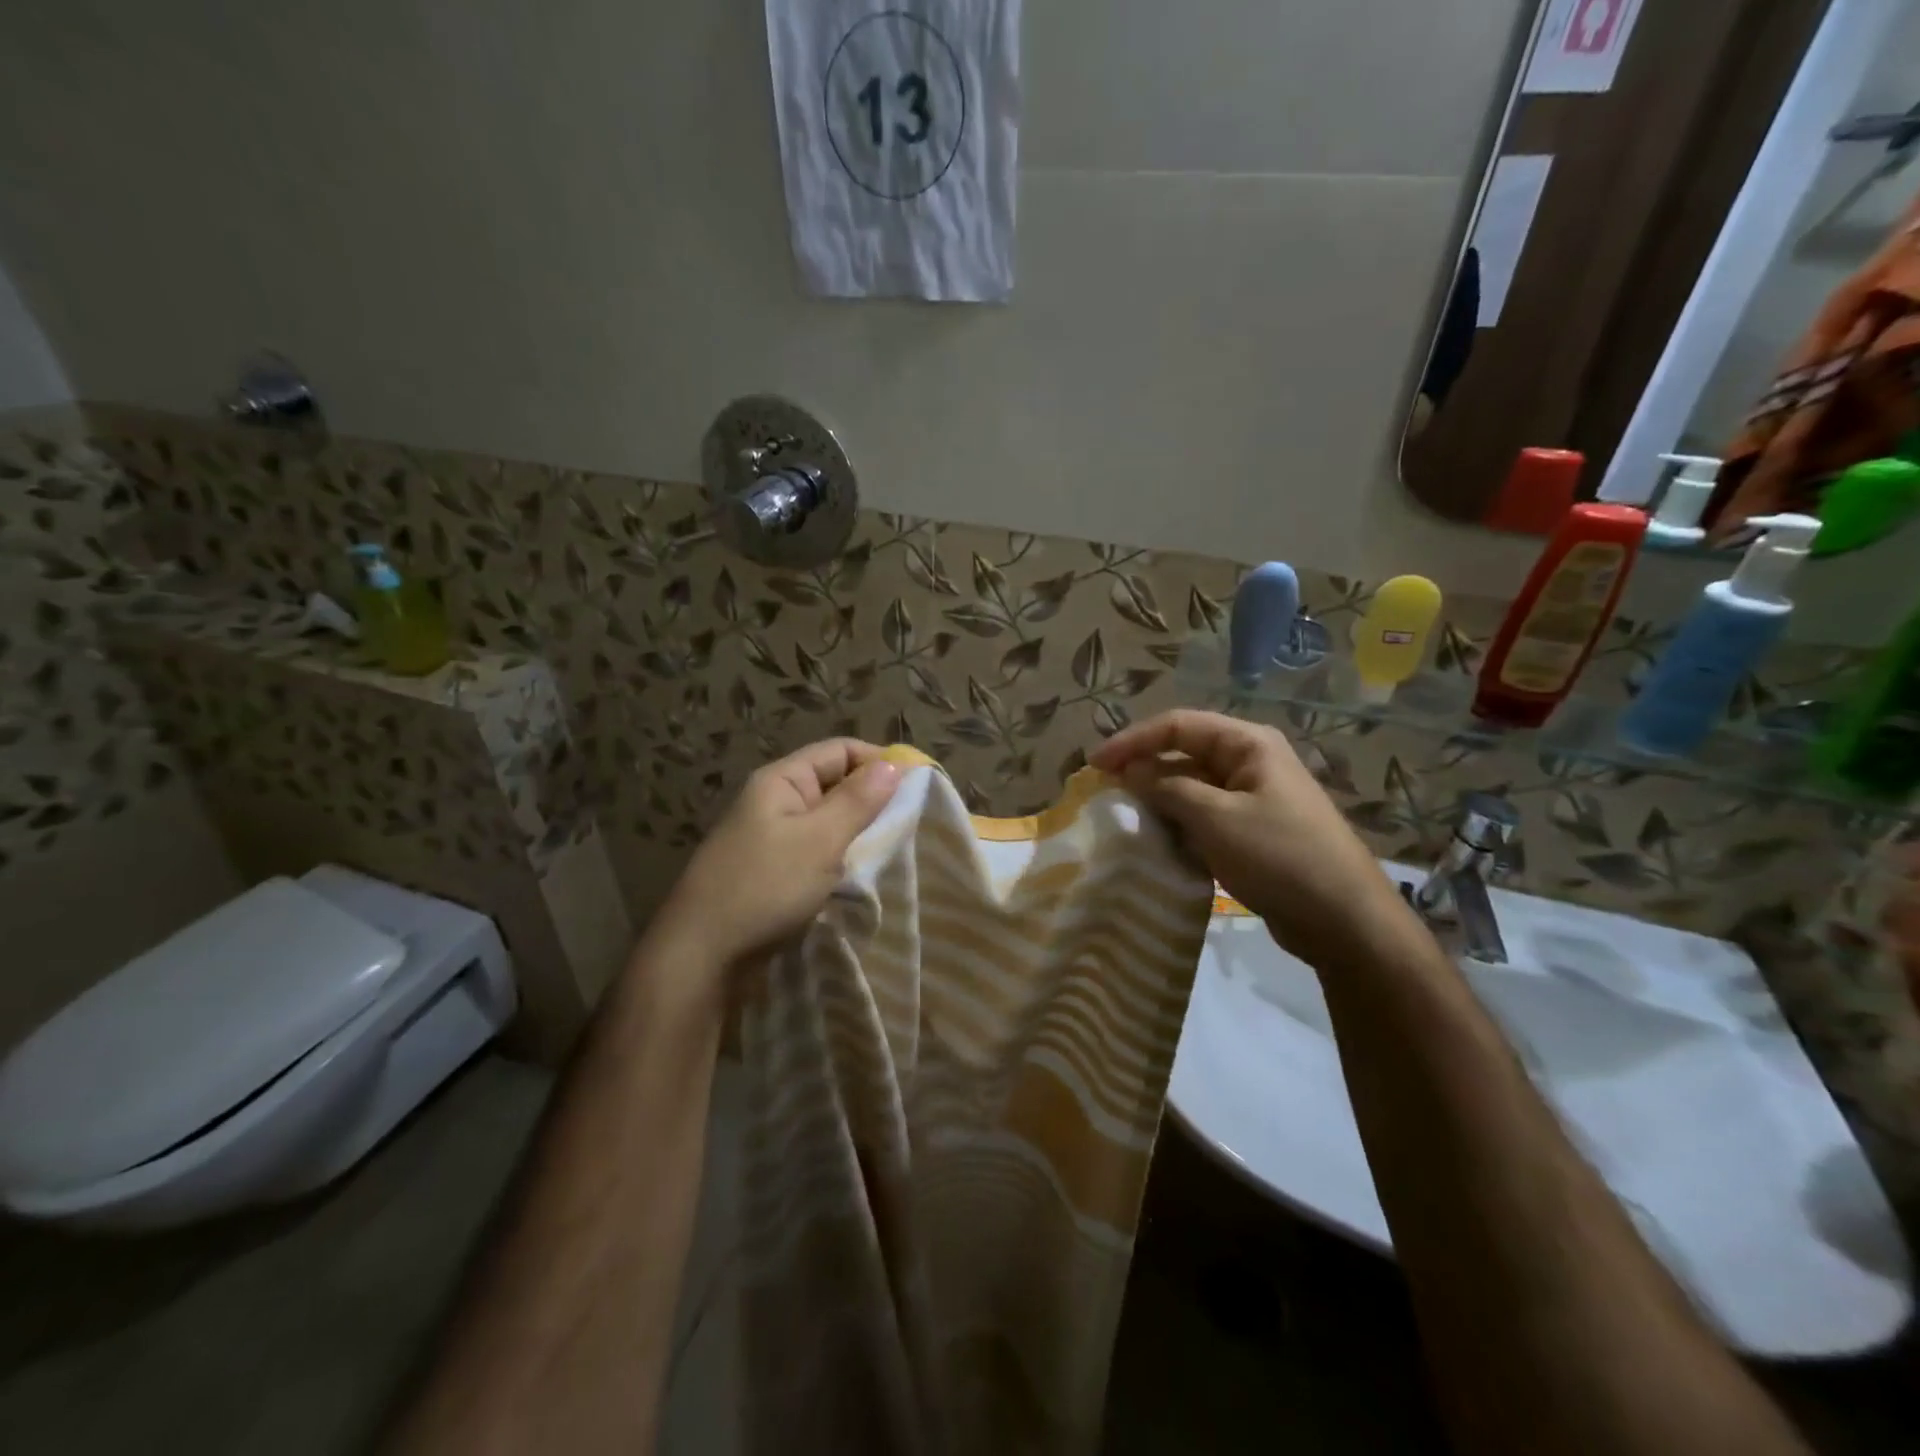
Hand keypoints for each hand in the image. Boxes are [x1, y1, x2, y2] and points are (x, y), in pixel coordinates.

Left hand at [646, 739, 900, 986]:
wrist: (702, 955)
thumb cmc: (764, 887)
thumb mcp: (820, 840)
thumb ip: (858, 801)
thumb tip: (893, 765)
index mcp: (782, 781)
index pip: (840, 750)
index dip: (879, 761)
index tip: (918, 787)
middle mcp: (776, 801)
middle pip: (835, 784)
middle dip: (873, 800)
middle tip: (912, 823)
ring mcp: (772, 838)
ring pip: (829, 821)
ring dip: (859, 832)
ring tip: (894, 848)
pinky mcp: (773, 871)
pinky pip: (817, 851)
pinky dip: (841, 857)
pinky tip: (863, 874)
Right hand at [1090, 709, 1407, 966]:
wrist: (1343, 920)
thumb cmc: (1279, 857)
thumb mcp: (1215, 818)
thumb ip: (1167, 788)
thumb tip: (1129, 771)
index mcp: (1247, 744)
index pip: (1177, 725)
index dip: (1132, 740)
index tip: (1094, 765)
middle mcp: (1250, 761)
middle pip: (1184, 752)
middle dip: (1143, 767)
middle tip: (1104, 790)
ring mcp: (1253, 797)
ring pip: (1192, 785)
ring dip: (1158, 797)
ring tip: (1123, 815)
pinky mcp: (1252, 830)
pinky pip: (1204, 814)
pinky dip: (1177, 822)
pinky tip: (1156, 839)